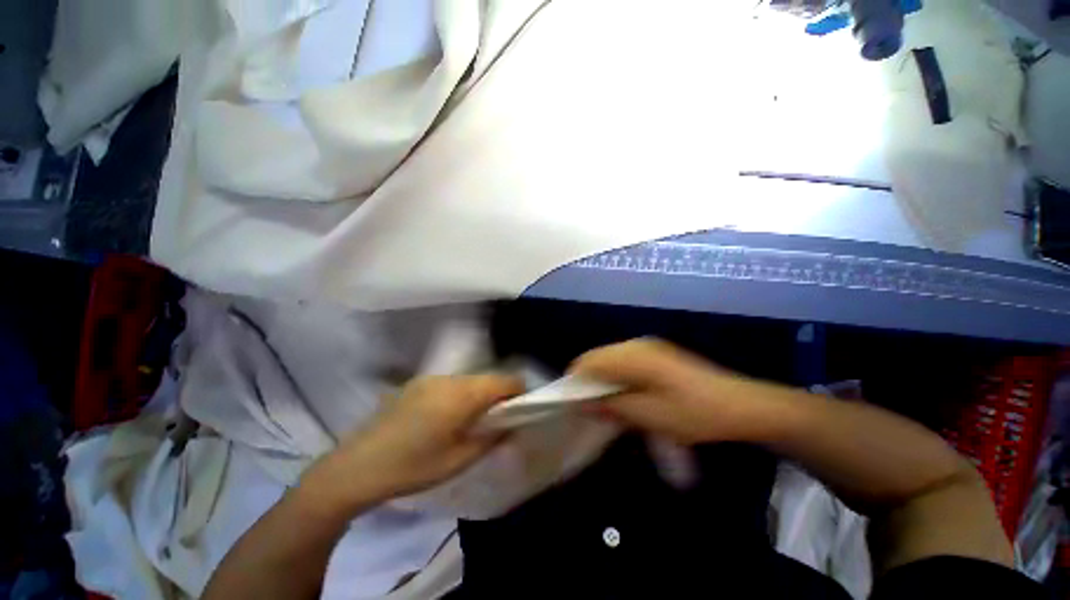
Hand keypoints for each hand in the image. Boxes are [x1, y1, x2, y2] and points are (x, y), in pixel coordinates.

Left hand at [300, 375, 523, 512]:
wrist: (356, 466)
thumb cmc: (414, 466)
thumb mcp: (460, 459)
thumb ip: (492, 438)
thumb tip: (511, 426)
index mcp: (464, 394)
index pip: (505, 380)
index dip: (519, 391)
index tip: (522, 409)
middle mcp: (450, 378)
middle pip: (487, 378)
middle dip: (498, 395)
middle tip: (497, 420)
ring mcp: (430, 378)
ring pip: (468, 380)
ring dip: (477, 395)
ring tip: (470, 420)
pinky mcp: (416, 383)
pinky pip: (449, 384)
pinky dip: (458, 395)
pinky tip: (444, 418)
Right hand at [570, 339, 790, 444]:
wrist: (742, 406)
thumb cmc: (695, 413)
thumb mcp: (650, 416)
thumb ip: (612, 407)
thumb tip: (581, 404)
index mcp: (633, 356)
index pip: (589, 361)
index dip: (576, 381)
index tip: (573, 406)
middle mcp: (636, 345)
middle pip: (598, 358)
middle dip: (589, 383)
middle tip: (592, 410)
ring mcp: (648, 348)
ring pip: (610, 361)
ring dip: (604, 382)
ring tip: (608, 407)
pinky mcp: (656, 355)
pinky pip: (624, 363)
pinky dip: (617, 379)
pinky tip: (627, 398)